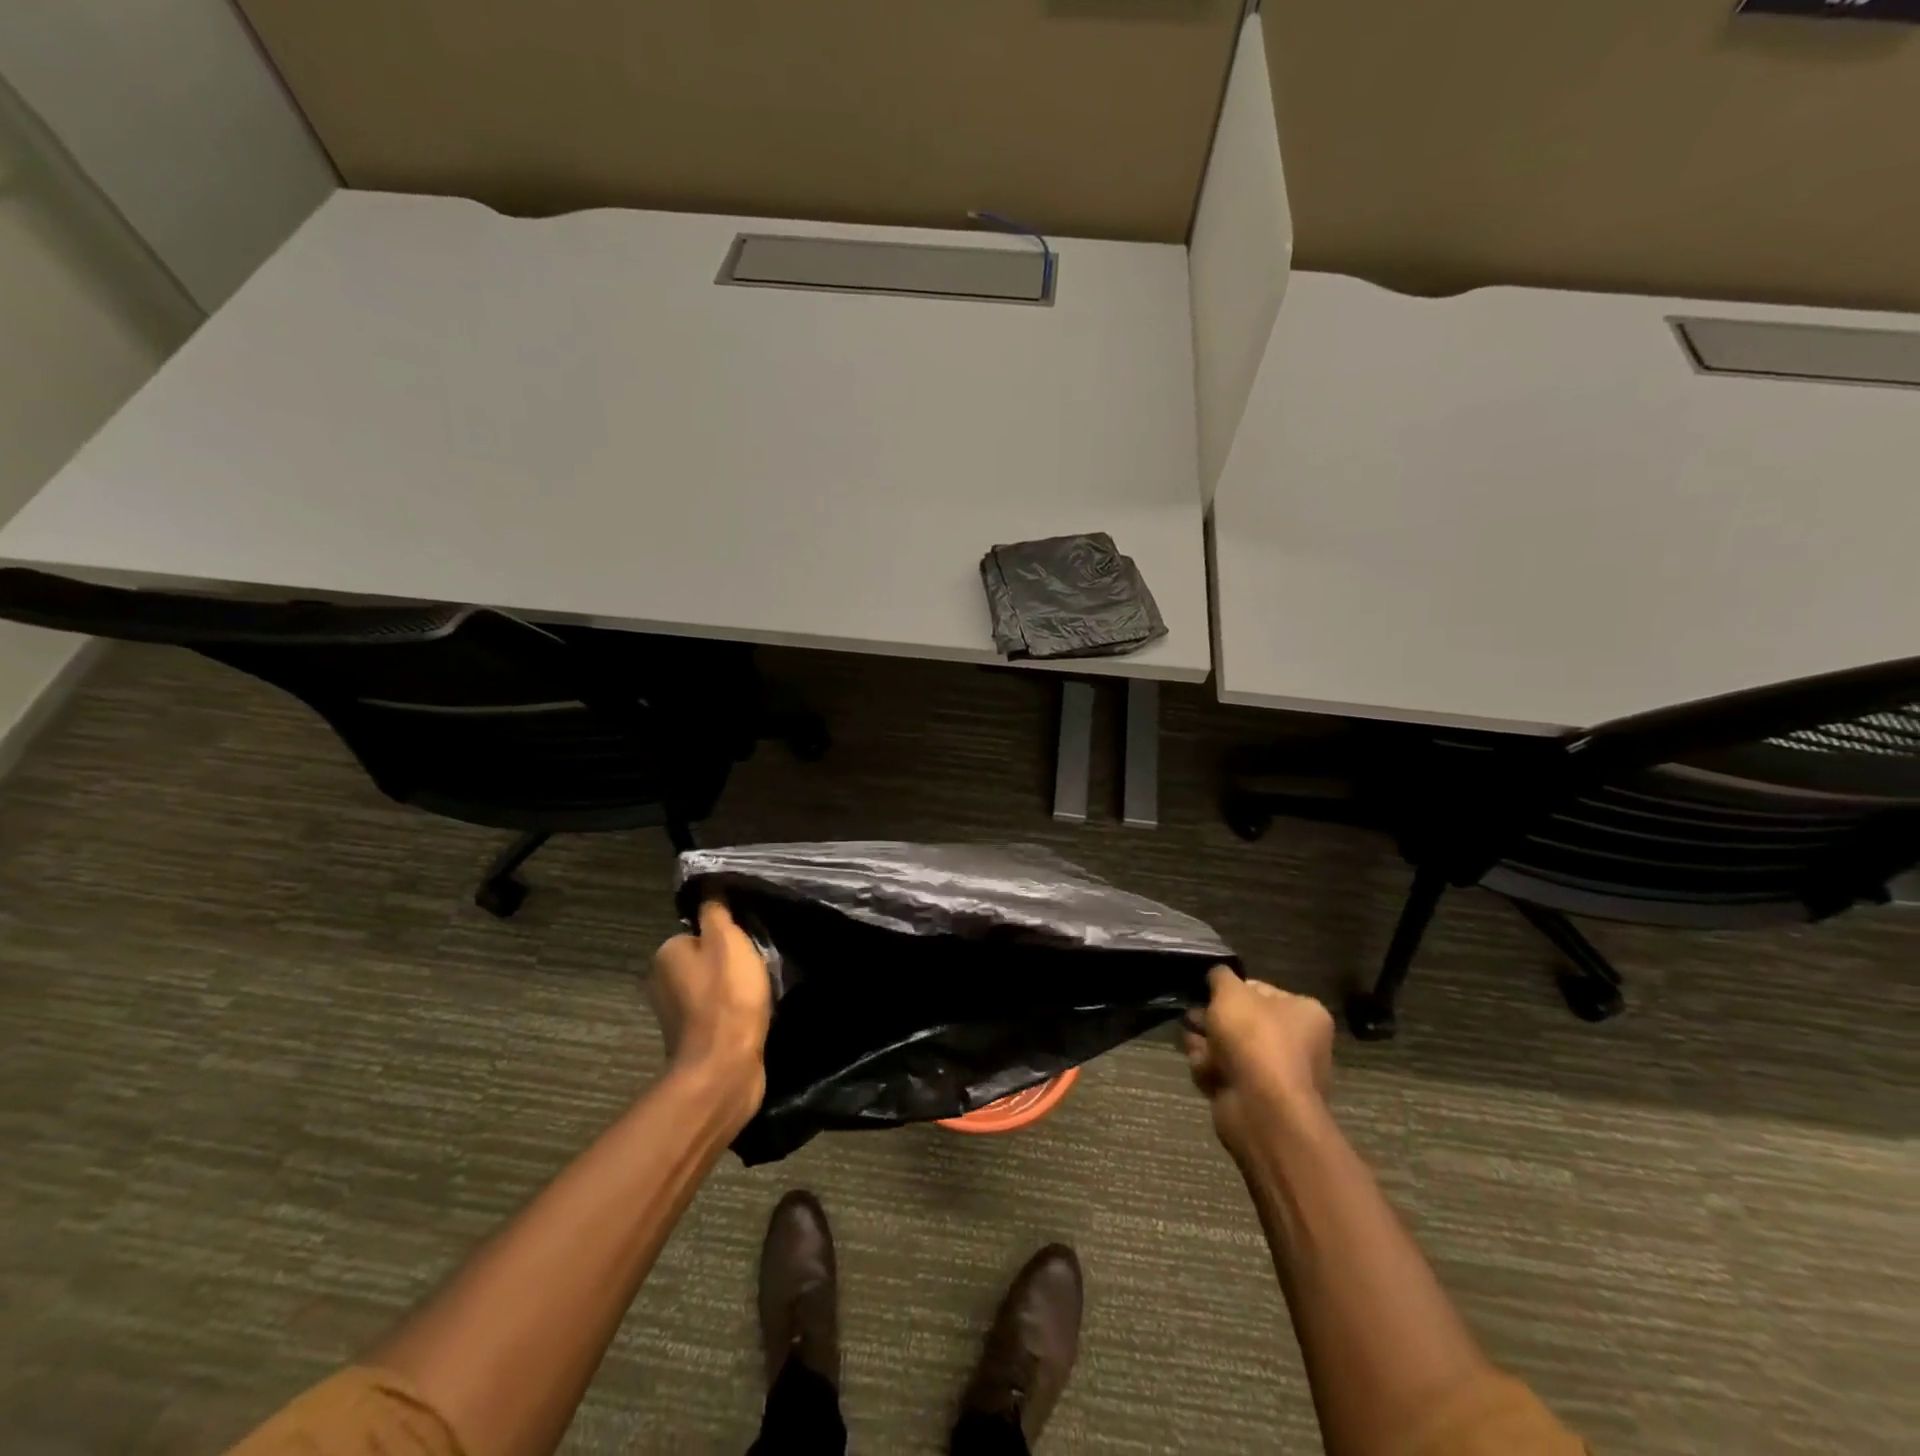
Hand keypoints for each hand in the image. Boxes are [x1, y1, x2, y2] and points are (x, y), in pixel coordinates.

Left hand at [649, 899, 771, 1117]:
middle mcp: (662, 981)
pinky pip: (717, 1012)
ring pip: (712, 986)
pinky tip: (753, 1015)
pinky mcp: (693, 1039)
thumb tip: (709, 890)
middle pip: (706, 958)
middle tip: (757, 967)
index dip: (727, 935)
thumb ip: (717, 912)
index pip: (700, 930)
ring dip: (734, 988)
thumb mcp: (728, 940)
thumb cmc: (727, 997)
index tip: (749, 943)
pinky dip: (734, 1011)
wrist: (724, 1068)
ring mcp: (676, 1014)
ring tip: (759, 993)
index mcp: (666, 954)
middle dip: (731, 962)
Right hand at [1182, 967, 1334, 1158]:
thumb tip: (1217, 975)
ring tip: (1191, 1041)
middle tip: (1191, 1016)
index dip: (1230, 989)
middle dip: (1212, 1018)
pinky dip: (1211, 1070)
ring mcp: (1278, 1074)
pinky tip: (1201, 1067)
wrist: (1262, 1108)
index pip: (1260, 990)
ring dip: (1207, 1043)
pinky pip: (1227, 1075)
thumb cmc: (1254, 1039)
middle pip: (1243, 1021)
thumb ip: (1221, 976)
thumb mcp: (1231, 992)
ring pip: (1231, 1049)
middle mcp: (1297, 1043)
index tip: (1208, 992)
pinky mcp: (1258, 1099)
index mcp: (1304, 1013)